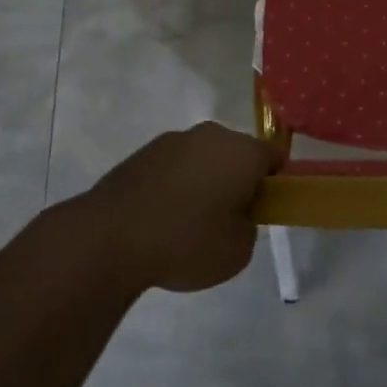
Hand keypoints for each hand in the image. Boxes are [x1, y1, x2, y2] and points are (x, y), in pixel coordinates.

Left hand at [79, 123, 283, 292]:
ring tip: (188, 223)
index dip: (276, 183)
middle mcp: (211, 135)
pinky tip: (161, 218)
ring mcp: (174, 140)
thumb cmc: (186, 242)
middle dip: (238, 180)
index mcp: (242, 152)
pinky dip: (176, 185)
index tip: (264, 210)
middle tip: (228, 220)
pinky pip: (175, 166)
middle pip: (238, 154)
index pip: (275, 157)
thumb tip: (235, 214)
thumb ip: (249, 226)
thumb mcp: (238, 251)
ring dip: (205, 181)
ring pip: (204, 158)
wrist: (110, 237)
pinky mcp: (144, 152)